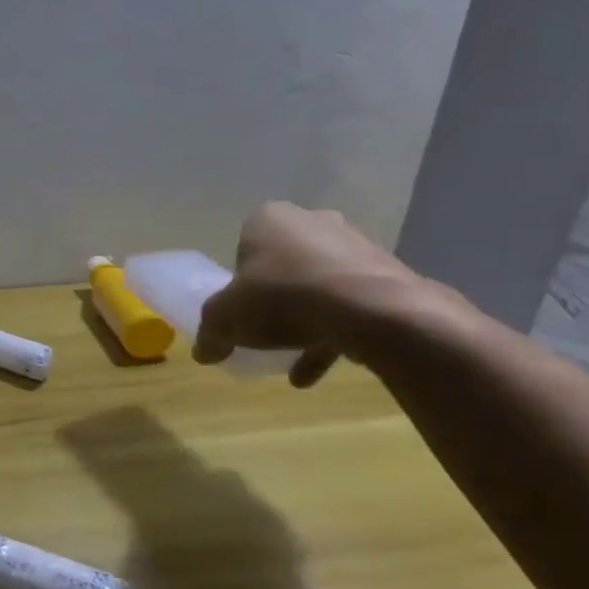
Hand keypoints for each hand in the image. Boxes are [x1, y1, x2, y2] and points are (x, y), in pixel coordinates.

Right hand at [194, 202, 444, 386]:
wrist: (370, 310)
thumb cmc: (283, 297)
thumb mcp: (227, 318)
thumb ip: (211, 332)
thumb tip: (203, 352)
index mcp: (270, 219)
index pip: (244, 247)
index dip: (239, 282)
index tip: (240, 309)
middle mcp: (313, 221)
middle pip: (284, 265)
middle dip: (275, 298)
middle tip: (266, 330)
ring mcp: (354, 245)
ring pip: (319, 286)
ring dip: (305, 322)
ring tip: (293, 362)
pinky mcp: (386, 273)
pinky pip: (351, 303)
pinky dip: (334, 333)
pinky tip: (319, 370)